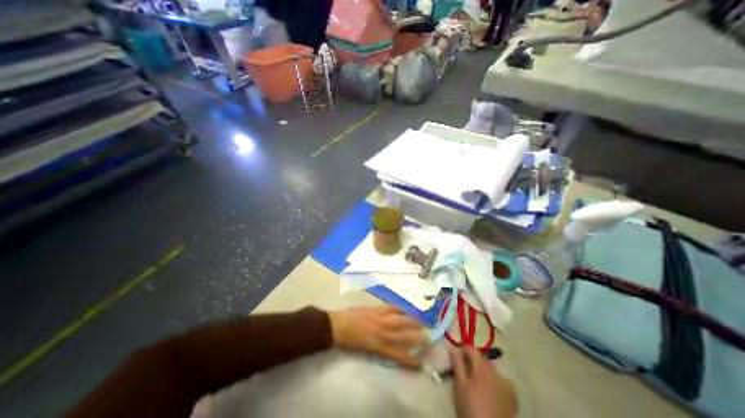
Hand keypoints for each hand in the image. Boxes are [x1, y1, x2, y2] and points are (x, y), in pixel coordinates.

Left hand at [329, 305, 427, 367]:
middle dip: (416, 337)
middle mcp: (381, 332)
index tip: (421, 362)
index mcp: (377, 346)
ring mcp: (379, 319)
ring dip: (411, 321)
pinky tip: (404, 309)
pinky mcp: (375, 309)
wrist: (337, 325)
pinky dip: (398, 308)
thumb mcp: (364, 349)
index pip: (397, 354)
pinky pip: (390, 308)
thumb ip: (378, 348)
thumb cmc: (348, 341)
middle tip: (428, 337)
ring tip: (421, 322)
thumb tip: (390, 346)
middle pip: (402, 335)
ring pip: (399, 320)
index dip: (410, 359)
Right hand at [452, 345, 516, 417]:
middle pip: (481, 359)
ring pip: (491, 370)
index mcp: (482, 367)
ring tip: (477, 384)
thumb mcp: (459, 384)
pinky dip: (495, 382)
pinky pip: (501, 381)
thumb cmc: (471, 406)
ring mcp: (507, 384)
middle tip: (465, 374)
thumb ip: (457, 363)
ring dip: (483, 372)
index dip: (463, 352)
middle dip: (473, 363)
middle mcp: (496, 371)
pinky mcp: (513, 397)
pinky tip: (490, 391)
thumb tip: (453, 347)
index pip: (471, 349)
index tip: (457, 360)